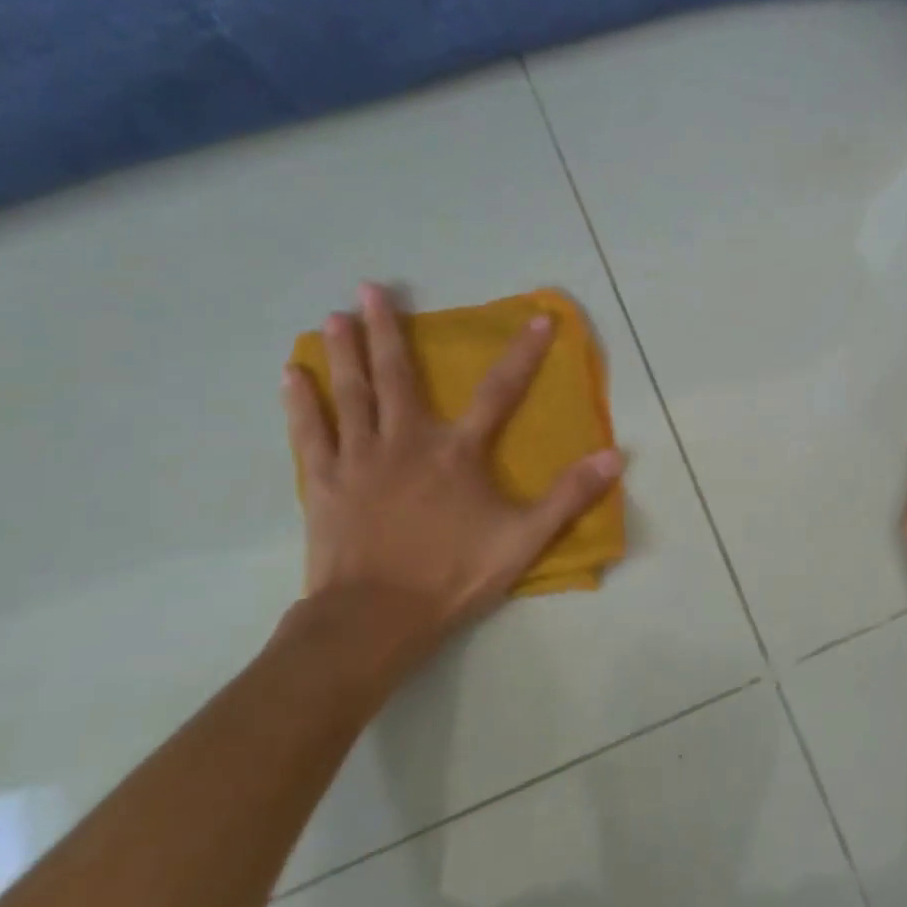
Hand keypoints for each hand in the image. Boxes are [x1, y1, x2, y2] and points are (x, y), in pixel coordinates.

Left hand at [279, 282, 623, 679]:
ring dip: (344, 352)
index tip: (538, 317)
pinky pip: (311, 433)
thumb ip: (568, 496)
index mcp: (457, 452)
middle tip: (372, 287)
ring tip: (334, 315)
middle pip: (397, 376)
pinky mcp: (325, 482)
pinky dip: (301, 402)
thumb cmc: (452, 576)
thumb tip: (614, 456)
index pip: (499, 392)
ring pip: (351, 394)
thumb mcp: (523, 539)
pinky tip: (291, 375)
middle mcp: (406, 441)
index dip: (523, 353)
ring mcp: (360, 459)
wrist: (374, 619)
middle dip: (388, 329)